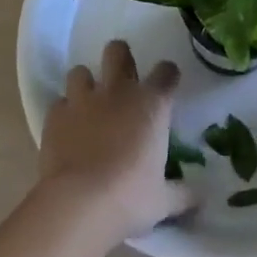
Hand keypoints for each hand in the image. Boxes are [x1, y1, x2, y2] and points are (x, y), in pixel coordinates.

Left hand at [39, 39, 192, 240]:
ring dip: (86, 83)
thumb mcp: (163, 201)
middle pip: (118, 51)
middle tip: (123, 77)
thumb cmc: (129, 198)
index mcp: (152, 105)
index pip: (166, 72)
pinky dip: (64, 112)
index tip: (168, 84)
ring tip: (89, 103)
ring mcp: (83, 101)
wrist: (77, 205)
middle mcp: (118, 92)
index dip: (168, 75)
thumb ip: (182, 193)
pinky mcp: (55, 117)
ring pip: (80, 71)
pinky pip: (59, 103)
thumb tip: (201, 198)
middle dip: (120, 57)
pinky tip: (67, 129)